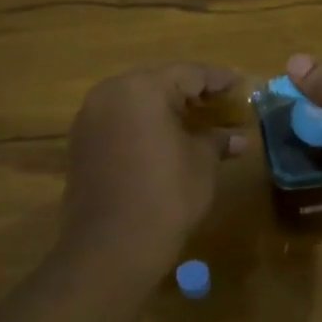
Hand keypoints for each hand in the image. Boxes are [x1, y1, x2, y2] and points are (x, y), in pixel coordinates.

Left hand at [64, 64, 247, 261]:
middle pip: (159, 81)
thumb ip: (218, 141)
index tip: (240, 84)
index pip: (189, 73)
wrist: (111, 247)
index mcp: (143, 89)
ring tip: (195, 117)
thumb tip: (239, 139)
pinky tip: (164, 138)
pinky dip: (143, 123)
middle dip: (190, 90)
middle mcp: (110, 93)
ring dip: (164, 106)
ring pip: (136, 100)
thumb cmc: (166, 196)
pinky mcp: (81, 143)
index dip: (218, 79)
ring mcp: (90, 118)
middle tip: (219, 99)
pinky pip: (119, 120)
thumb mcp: (202, 163)